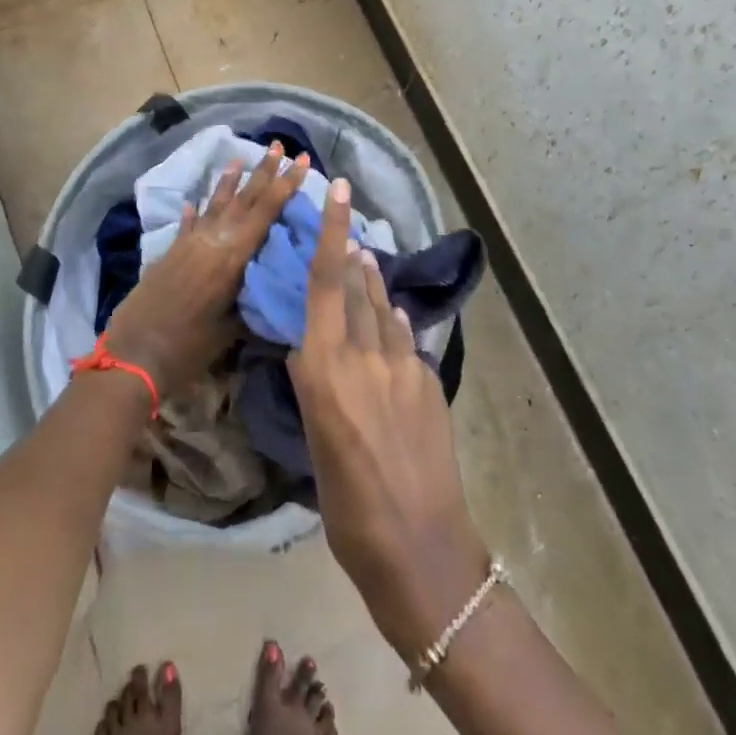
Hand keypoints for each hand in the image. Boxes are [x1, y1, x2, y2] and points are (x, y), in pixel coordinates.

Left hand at [105, 143, 308, 398]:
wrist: (133, 356)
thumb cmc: (187, 348)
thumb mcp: (230, 330)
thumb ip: (252, 303)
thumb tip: (275, 288)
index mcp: (231, 256)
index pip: (265, 212)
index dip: (284, 186)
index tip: (299, 161)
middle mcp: (211, 240)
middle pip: (243, 199)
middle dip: (264, 172)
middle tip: (280, 146)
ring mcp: (188, 244)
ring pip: (215, 204)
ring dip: (230, 181)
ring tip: (240, 158)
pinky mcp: (170, 253)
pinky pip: (188, 223)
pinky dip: (195, 212)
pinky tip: (195, 201)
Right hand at [289, 178, 490, 656]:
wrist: (419, 546)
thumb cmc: (347, 504)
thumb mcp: (314, 441)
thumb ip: (313, 384)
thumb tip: (306, 349)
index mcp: (324, 367)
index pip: (325, 281)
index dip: (330, 229)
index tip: (338, 188)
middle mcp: (363, 353)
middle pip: (356, 285)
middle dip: (350, 252)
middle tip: (346, 229)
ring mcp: (402, 365)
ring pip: (384, 307)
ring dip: (373, 282)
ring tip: (365, 260)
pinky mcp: (429, 382)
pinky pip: (406, 339)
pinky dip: (393, 324)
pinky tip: (393, 319)